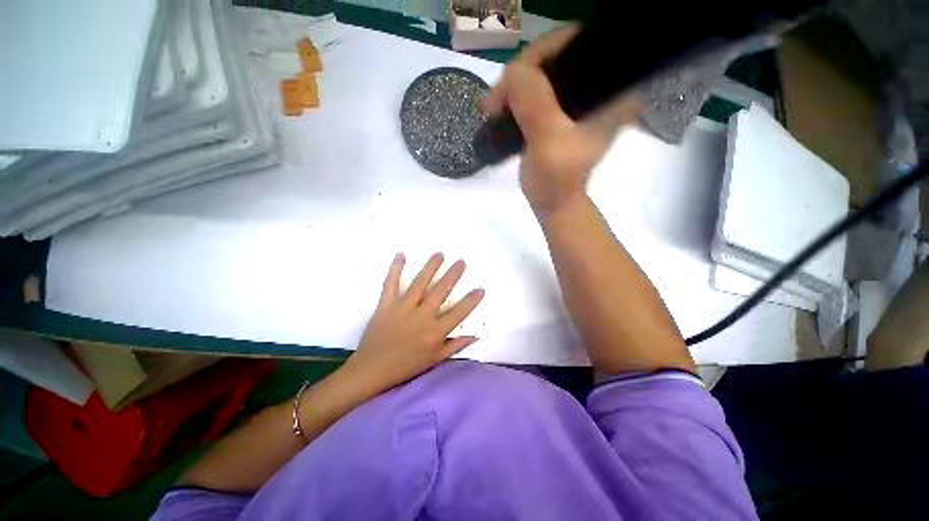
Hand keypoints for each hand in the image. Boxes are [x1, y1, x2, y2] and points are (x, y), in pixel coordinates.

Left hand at [343, 253, 484, 395]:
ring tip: (439, 254)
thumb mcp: (434, 360)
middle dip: (453, 275)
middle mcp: (422, 317)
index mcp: (435, 332)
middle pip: (441, 291)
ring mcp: (403, 308)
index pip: (459, 313)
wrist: (371, 370)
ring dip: (431, 267)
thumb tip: (475, 336)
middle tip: (461, 261)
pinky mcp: (386, 305)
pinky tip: (401, 254)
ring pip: (420, 283)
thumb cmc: (406, 366)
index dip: (471, 300)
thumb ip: (455, 346)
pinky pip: (390, 284)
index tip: (481, 288)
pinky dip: (395, 269)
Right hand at [481, 24, 642, 214]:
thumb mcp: (548, 143)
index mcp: (611, 91)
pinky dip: (515, 96)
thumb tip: (513, 72)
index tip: (512, 81)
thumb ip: (535, 103)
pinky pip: (535, 89)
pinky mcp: (561, 110)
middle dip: (521, 74)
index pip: (576, 44)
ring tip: (493, 108)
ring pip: (542, 72)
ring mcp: (578, 99)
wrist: (552, 203)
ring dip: (514, 86)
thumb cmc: (555, 181)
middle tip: (496, 100)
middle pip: (556, 56)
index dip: (540, 55)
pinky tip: (500, 107)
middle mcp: (599, 87)